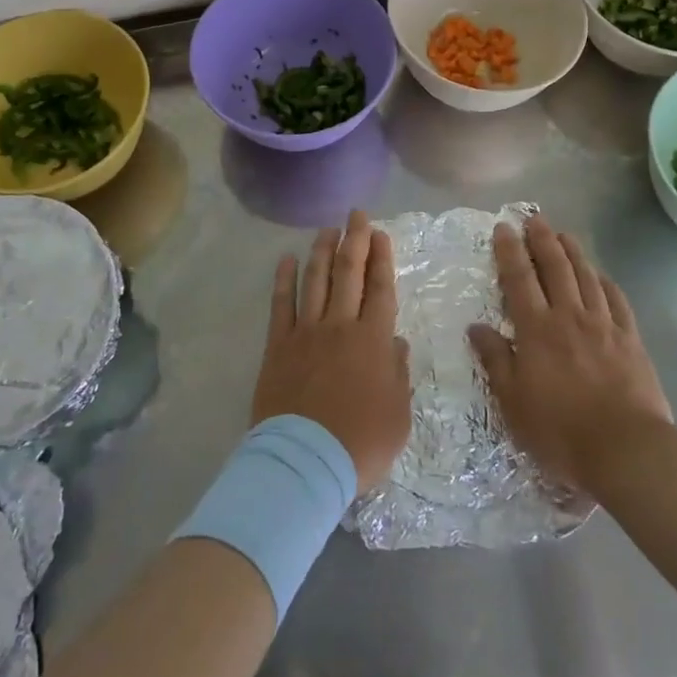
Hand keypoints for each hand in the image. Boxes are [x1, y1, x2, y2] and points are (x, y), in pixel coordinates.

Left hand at [252, 211, 411, 493]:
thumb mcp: (399, 414)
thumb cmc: (361, 443)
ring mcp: (305, 332)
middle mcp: (340, 326)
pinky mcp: (278, 345)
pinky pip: (280, 304)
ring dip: (322, 251)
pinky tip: (285, 259)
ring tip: (327, 229)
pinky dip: (283, 280)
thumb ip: (398, 373)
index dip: (381, 259)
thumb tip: (395, 342)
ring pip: (315, 280)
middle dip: (354, 240)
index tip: (381, 234)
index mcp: (373, 340)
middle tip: (357, 215)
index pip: (380, 289)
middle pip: (348, 273)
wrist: (306, 462)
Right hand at [468, 215, 672, 495]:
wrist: (626, 448)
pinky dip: (606, 282)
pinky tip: (601, 275)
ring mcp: (604, 326)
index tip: (504, 227)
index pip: (519, 279)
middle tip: (534, 219)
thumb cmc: (560, 429)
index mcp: (537, 329)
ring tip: (564, 234)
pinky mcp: (631, 340)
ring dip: (574, 252)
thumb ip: (496, 360)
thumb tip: (476, 327)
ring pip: (586, 277)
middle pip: (555, 268)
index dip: (510, 251)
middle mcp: (569, 317)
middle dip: (542, 240)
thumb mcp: (513, 401)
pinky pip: (617, 301)